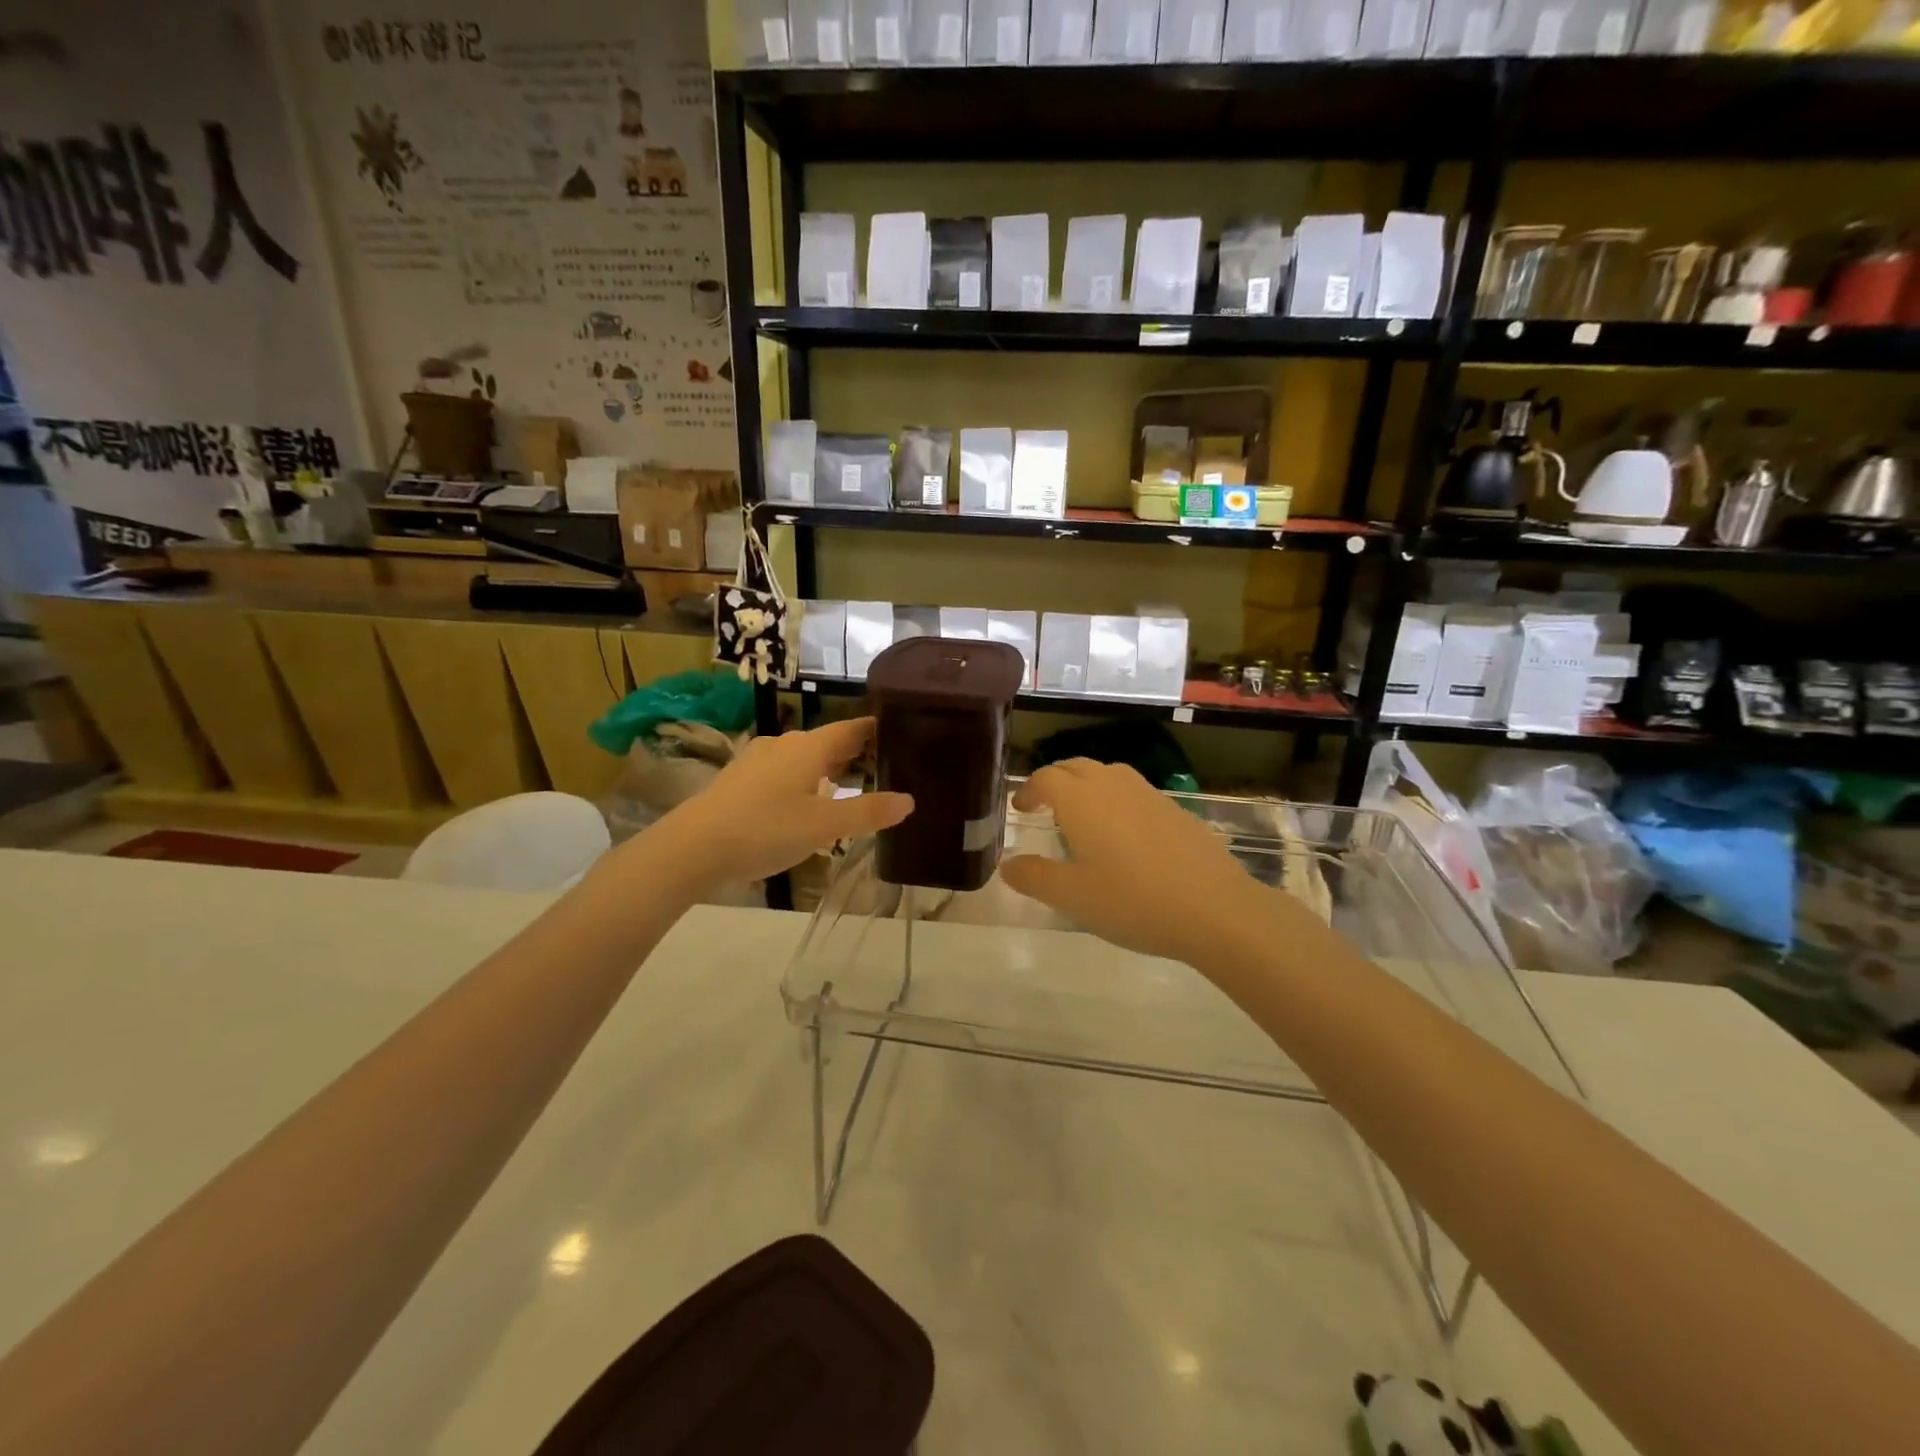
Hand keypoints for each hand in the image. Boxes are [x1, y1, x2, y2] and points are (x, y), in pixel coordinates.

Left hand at [651, 717, 911, 891]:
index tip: (899, 731)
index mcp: (809, 748)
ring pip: (803, 758)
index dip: (874, 729)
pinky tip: (805, 802)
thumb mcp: (824, 826)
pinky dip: (803, 780)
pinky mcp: (740, 781)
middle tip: (884, 764)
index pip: (850, 728)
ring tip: (850, 784)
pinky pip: (783, 772)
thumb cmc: (765, 829)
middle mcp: (784, 746)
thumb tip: (908, 800)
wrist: (692, 847)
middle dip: (854, 752)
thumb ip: (867, 812)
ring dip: (827, 768)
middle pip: (827, 742)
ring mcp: (757, 761)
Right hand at [1000, 759, 1274, 965]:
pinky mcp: (1174, 808)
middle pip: (1076, 767)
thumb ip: (1034, 877)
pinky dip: (1116, 800)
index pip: (1046, 778)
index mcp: (1081, 800)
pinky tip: (1124, 835)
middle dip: (1055, 781)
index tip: (1021, 808)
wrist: (1214, 908)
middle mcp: (1112, 786)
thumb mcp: (1072, 897)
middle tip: (1045, 806)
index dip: (1029, 790)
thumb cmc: (1132, 901)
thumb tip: (1007, 865)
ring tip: (1083, 815)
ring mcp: (1148, 794)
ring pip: (1108, 774)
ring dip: (1087, 785)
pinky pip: (1134, 791)